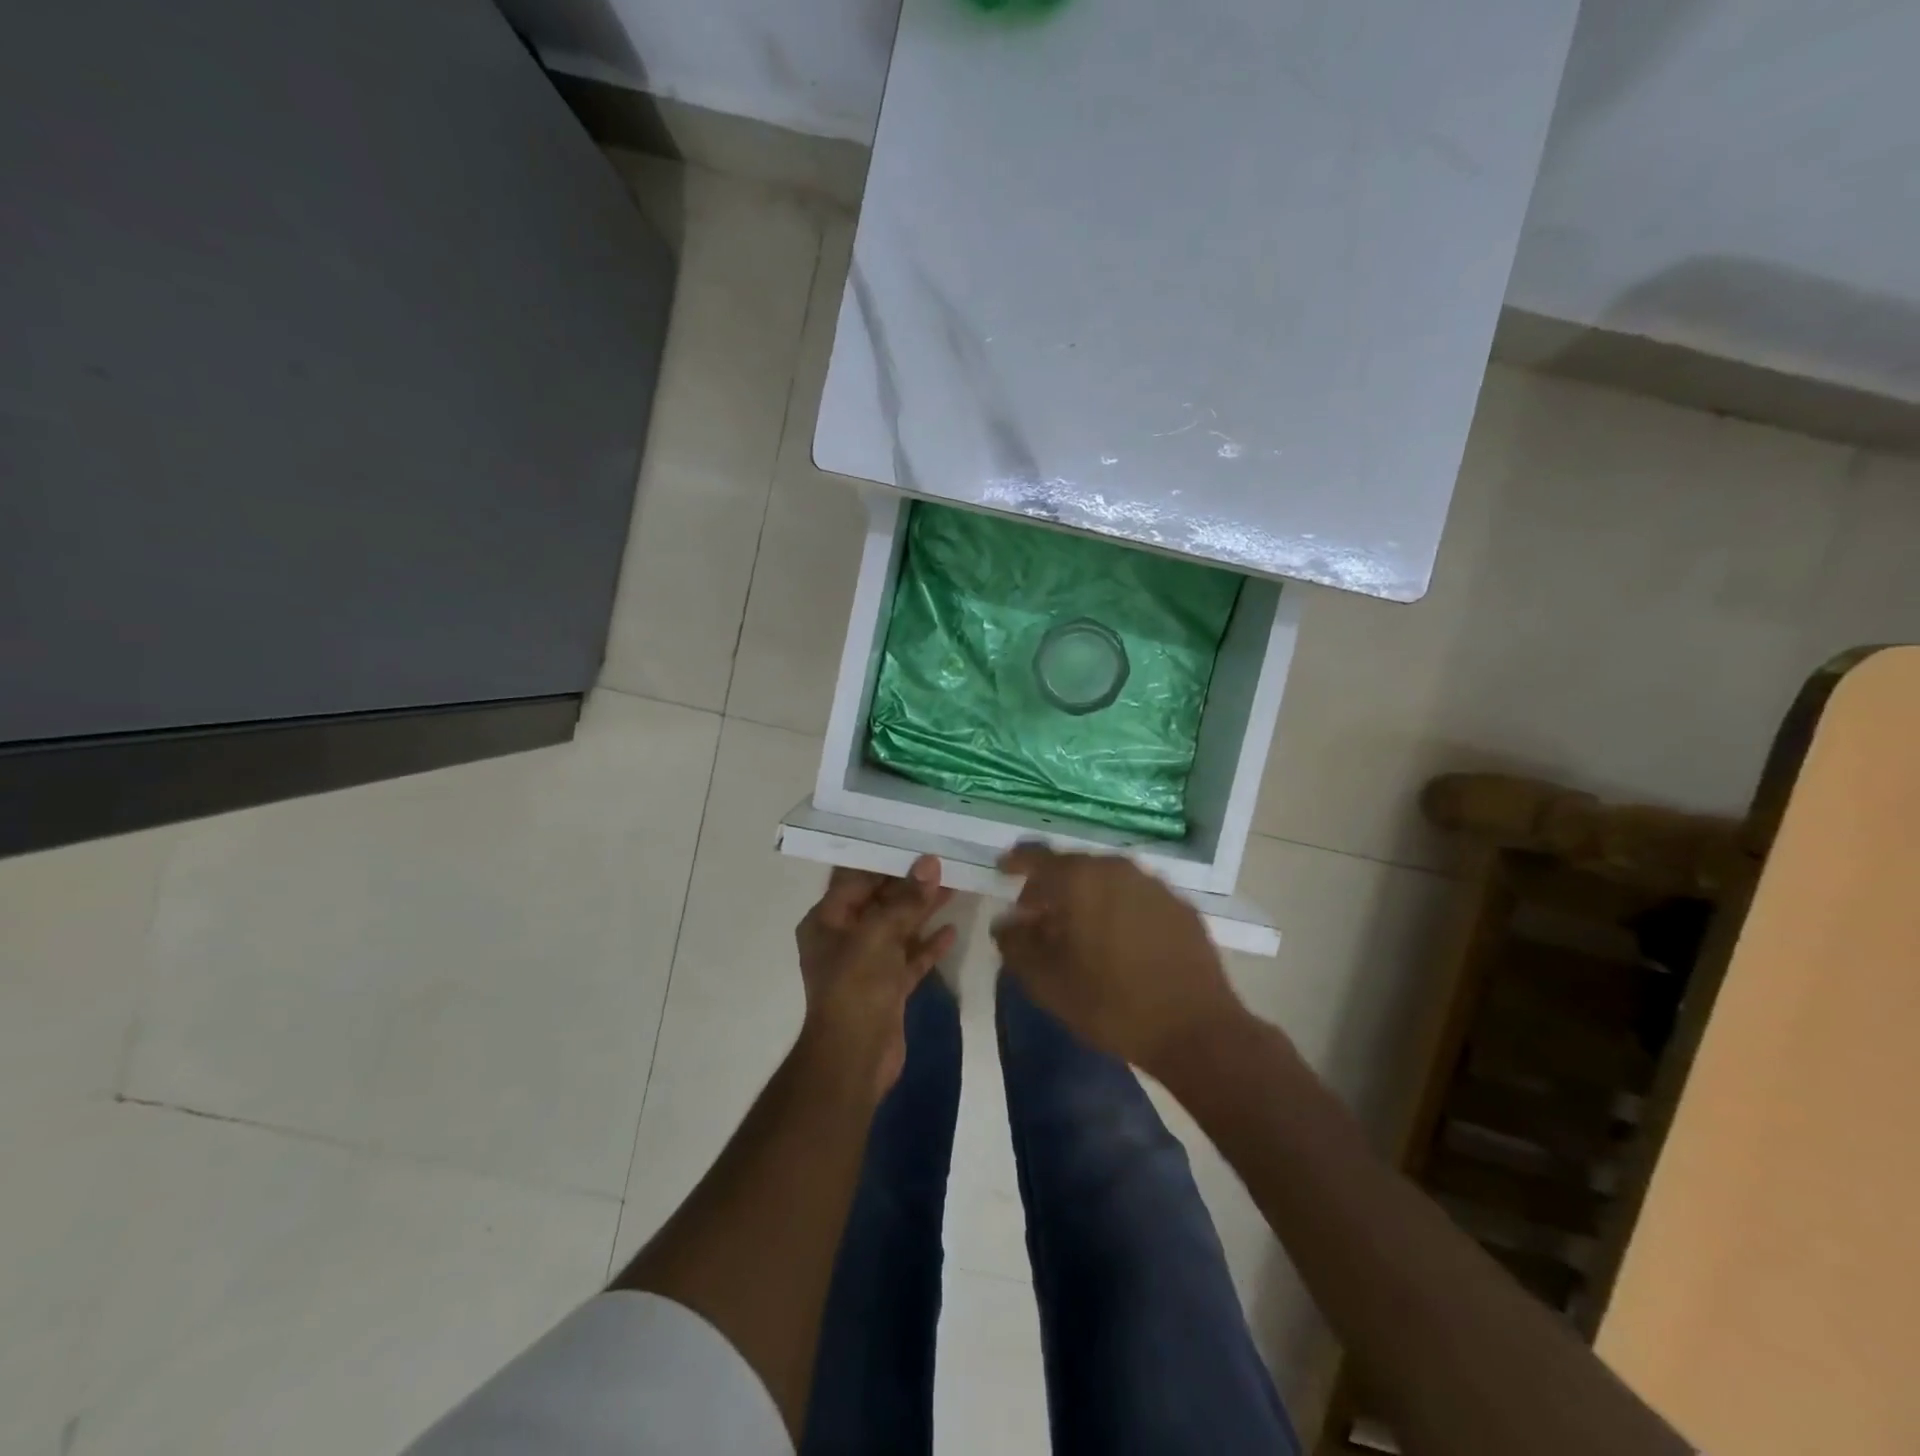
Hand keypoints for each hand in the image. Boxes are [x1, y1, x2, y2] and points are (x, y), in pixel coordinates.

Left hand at [795, 856, 955, 1095]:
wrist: (855, 1058)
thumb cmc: (856, 987)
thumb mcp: (879, 935)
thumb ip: (906, 899)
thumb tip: (930, 863)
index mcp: (827, 921)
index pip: (856, 880)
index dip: (886, 861)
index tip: (916, 841)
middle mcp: (844, 938)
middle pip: (880, 901)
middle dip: (911, 883)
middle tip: (944, 859)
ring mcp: (867, 963)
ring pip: (899, 927)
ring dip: (924, 909)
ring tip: (956, 885)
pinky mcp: (888, 986)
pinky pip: (910, 957)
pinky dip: (928, 944)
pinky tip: (952, 930)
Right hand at [992, 844, 1246, 1078]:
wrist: (1195, 1029)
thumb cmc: (1110, 1002)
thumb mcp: (1046, 981)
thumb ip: (1015, 944)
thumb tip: (1005, 923)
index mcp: (1080, 878)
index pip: (1037, 856)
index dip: (1015, 862)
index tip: (1002, 870)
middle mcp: (1118, 868)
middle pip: (1073, 867)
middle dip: (1051, 887)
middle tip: (1037, 916)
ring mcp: (1154, 885)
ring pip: (1107, 881)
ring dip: (1086, 898)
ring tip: (1078, 931)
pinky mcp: (1181, 907)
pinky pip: (1136, 897)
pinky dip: (1118, 909)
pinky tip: (1118, 942)